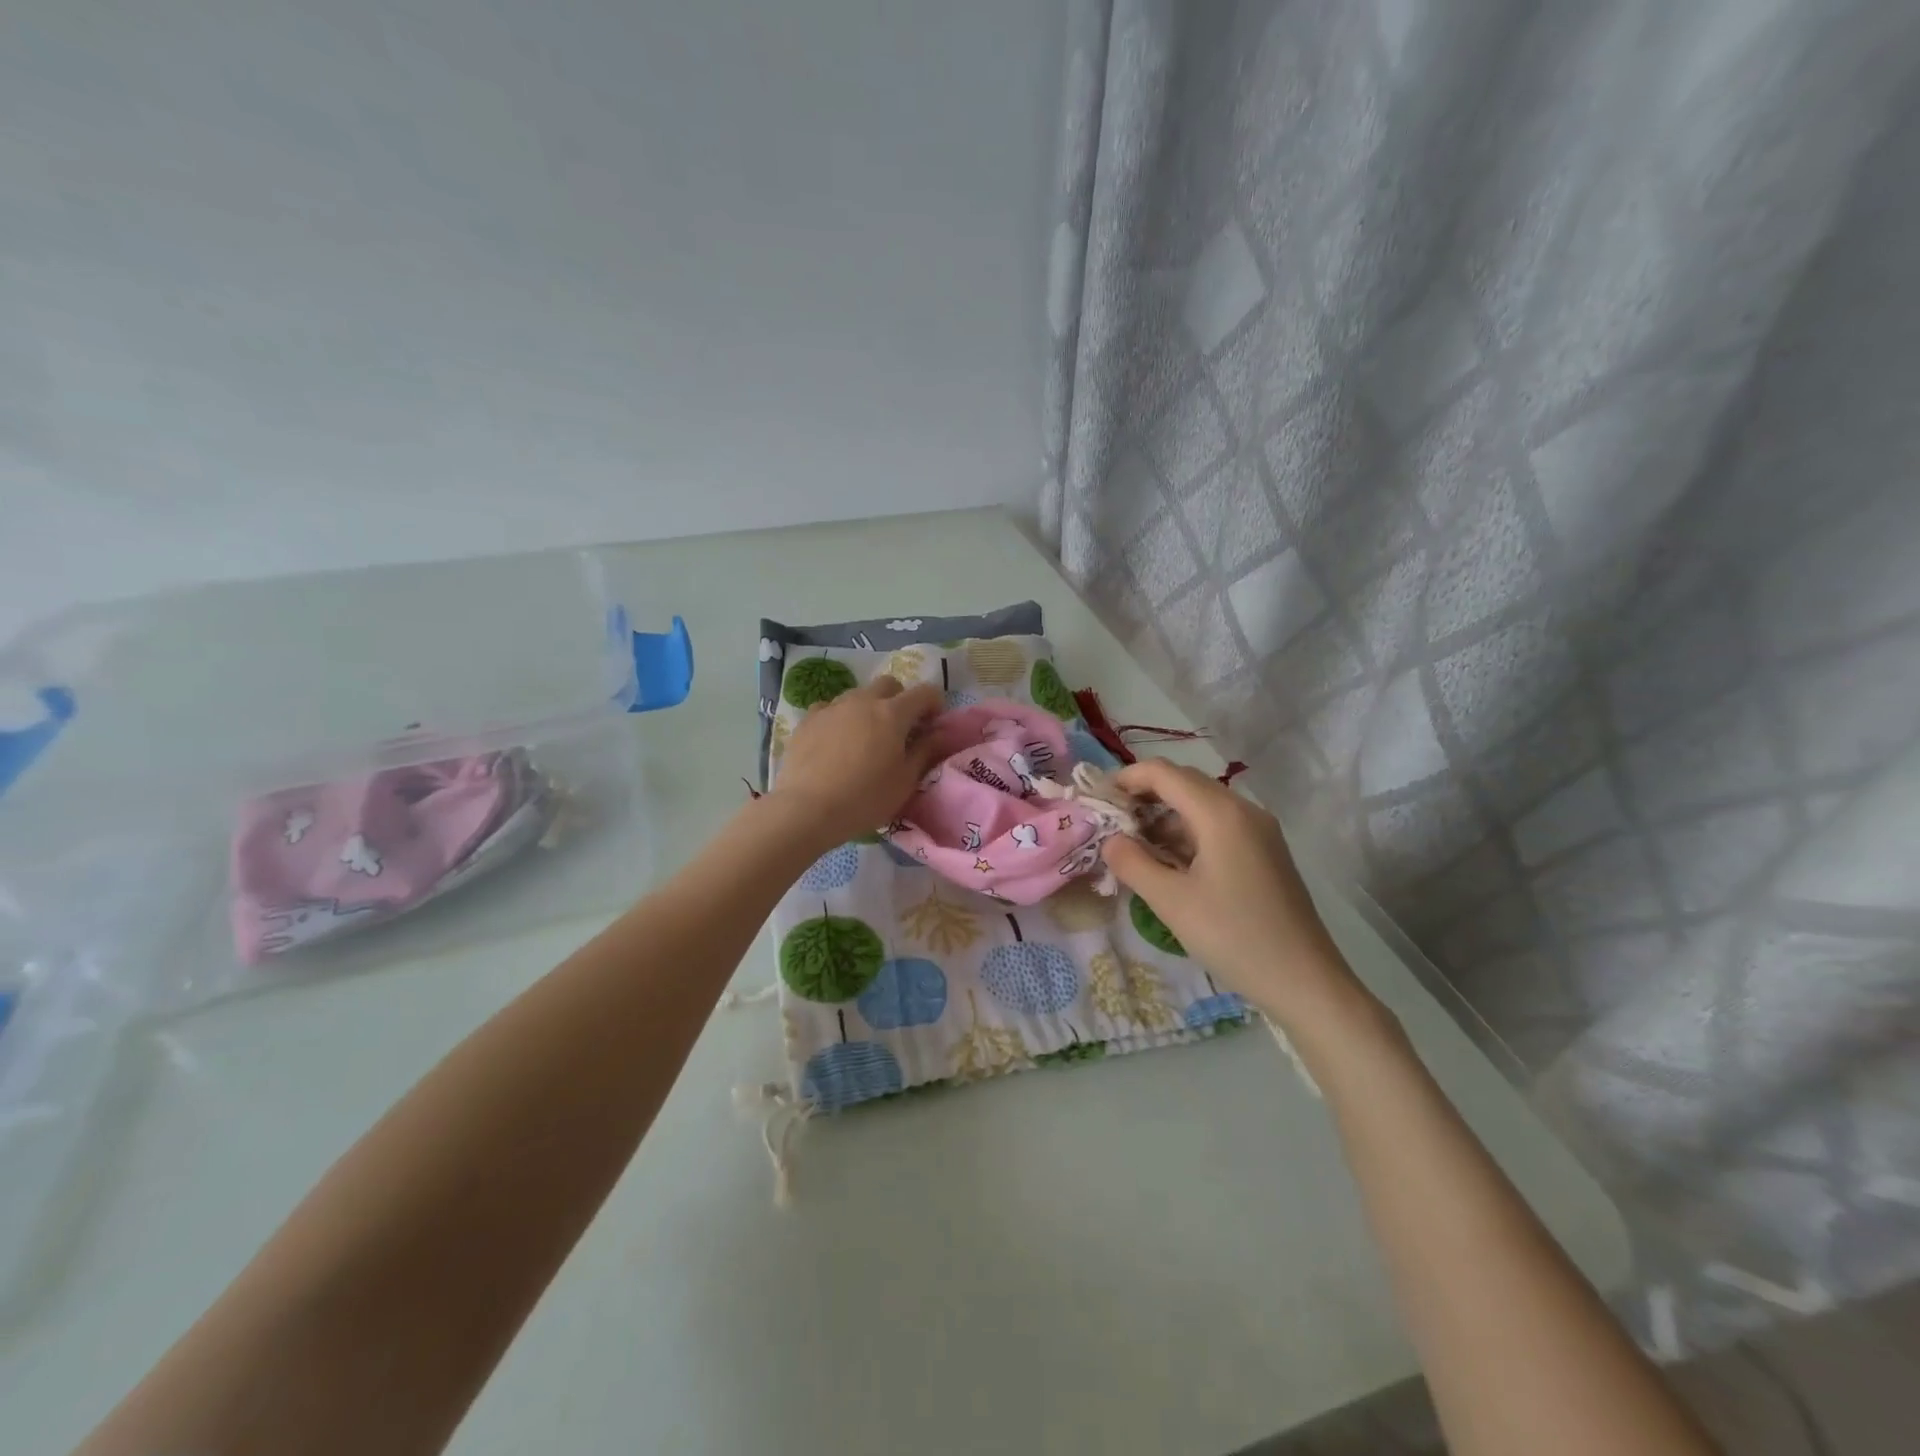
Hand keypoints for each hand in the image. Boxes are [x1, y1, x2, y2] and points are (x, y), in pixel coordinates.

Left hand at [770, 676, 944, 848]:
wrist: (807, 809)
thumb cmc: (865, 799)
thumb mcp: (905, 781)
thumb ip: (925, 751)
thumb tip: (940, 732)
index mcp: (893, 713)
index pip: (924, 692)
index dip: (934, 704)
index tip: (932, 725)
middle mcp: (863, 700)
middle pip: (889, 684)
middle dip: (900, 700)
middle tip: (900, 729)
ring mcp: (832, 707)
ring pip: (858, 694)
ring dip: (869, 708)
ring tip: (865, 737)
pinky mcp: (807, 720)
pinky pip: (830, 709)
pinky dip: (839, 718)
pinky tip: (835, 742)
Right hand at [1100, 760, 1362, 1029]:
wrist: (1306, 982)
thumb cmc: (1234, 937)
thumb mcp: (1172, 902)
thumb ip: (1132, 863)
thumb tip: (1111, 840)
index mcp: (1221, 813)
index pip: (1164, 773)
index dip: (1126, 778)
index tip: (1097, 799)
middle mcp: (1243, 810)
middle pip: (1184, 783)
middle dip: (1144, 796)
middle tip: (1110, 824)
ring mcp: (1259, 831)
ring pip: (1201, 806)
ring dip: (1165, 818)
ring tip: (1133, 847)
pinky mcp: (1265, 853)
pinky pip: (1218, 827)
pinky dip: (1187, 834)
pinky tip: (1169, 863)